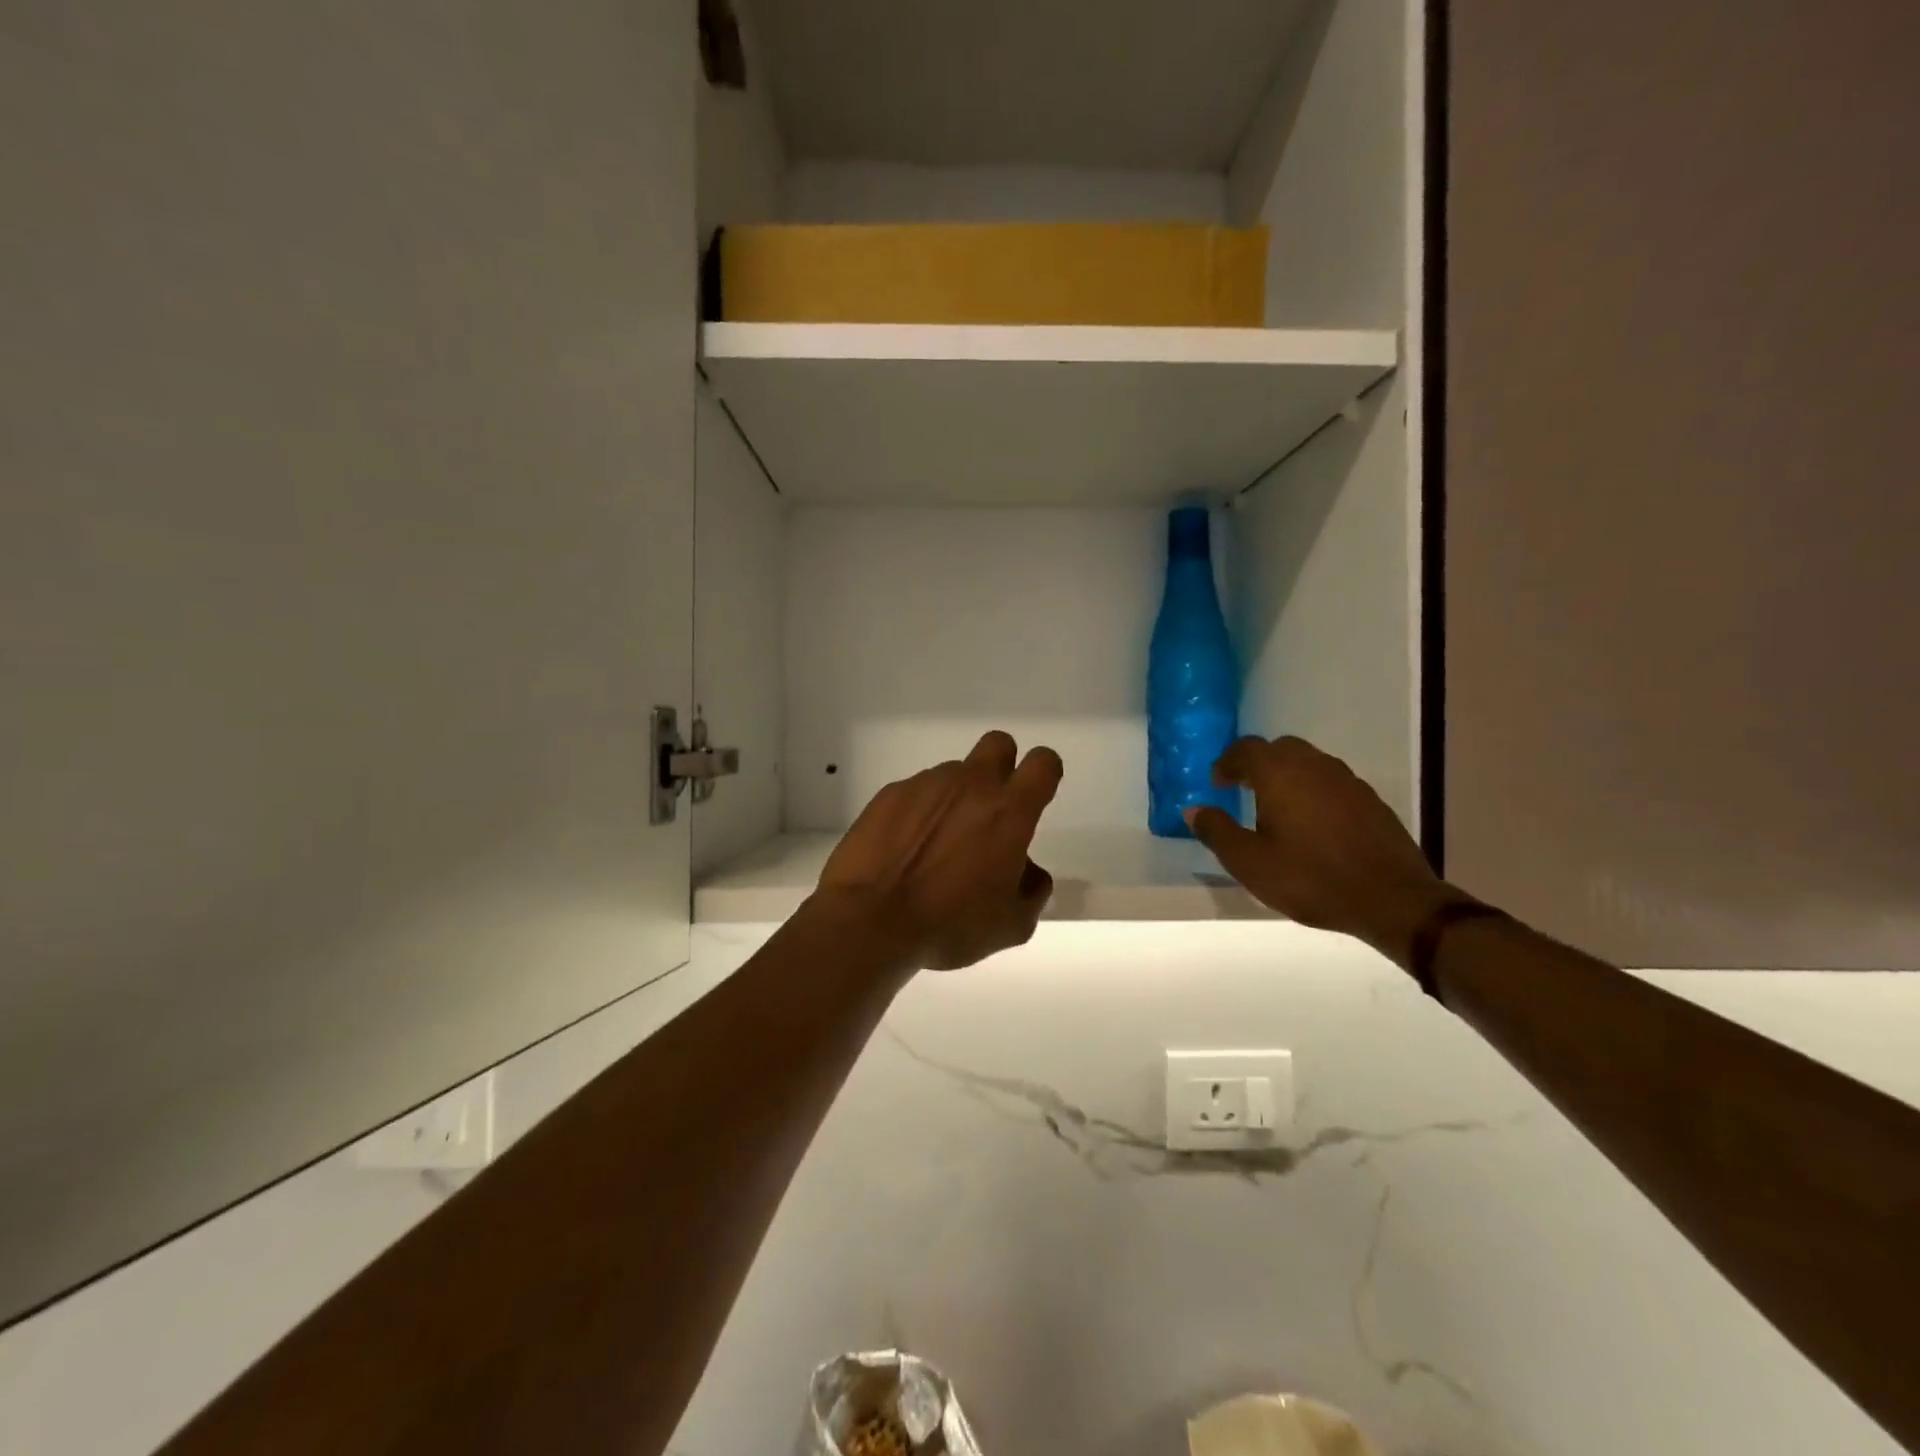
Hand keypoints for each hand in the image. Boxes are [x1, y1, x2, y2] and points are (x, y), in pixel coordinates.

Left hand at [815, 731, 1063, 971]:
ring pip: (953, 774)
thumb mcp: (1012, 925)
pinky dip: (918, 813)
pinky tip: (903, 850)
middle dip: (1002, 766)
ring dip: (955, 799)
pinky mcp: (889, 794)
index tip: (1035, 798)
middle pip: (999, 744)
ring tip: (936, 847)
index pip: (1043, 763)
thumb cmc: (950, 925)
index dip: (1044, 775)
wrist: (871, 921)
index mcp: (1009, 811)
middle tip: (990, 810)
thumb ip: (1032, 890)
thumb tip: (1027, 871)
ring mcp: (925, 784)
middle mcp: (970, 785)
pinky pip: (915, 793)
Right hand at [1185, 736, 1455, 965]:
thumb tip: (1194, 809)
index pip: (1246, 749)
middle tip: (1244, 790)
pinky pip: (1332, 782)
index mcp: (1280, 774)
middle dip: (1258, 764)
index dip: (1227, 762)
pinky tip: (1313, 824)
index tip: (1218, 784)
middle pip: (1280, 748)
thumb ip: (1217, 831)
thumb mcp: (1250, 863)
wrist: (1392, 899)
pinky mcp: (1371, 801)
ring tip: (1277, 808)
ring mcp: (1348, 781)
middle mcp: (1314, 766)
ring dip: (1288, 775)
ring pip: (1310, 762)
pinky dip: (1314, 791)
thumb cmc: (1311, 879)